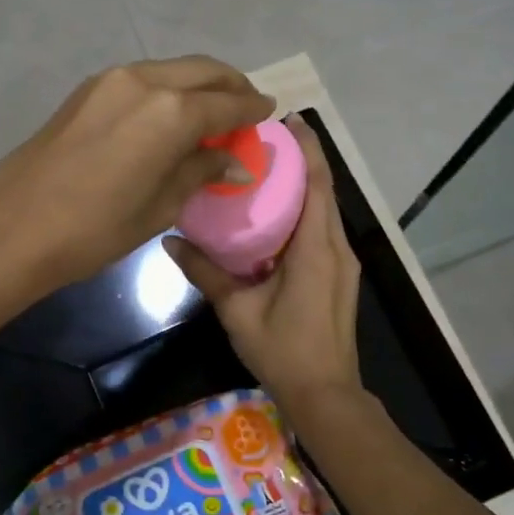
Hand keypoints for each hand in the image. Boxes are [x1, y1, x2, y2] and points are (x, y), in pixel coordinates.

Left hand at [0, 57, 274, 293]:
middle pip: (202, 71)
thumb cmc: (95, 228)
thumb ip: (200, 171)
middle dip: (230, 86)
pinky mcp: (87, 90)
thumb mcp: (159, 206)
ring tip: (212, 111)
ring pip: (170, 70)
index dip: (252, 110)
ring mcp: (111, 80)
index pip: (227, 104)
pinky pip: (142, 79)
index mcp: (171, 111)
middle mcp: (144, 81)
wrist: (14, 226)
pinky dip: (167, 89)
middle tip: (247, 106)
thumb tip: (235, 161)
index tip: (269, 111)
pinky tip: (170, 114)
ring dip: (197, 84)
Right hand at [163, 116, 362, 413]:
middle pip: (324, 191)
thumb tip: (170, 240)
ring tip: (267, 167)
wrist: (326, 395)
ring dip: (304, 185)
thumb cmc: (282, 350)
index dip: (307, 149)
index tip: (289, 119)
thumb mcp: (237, 310)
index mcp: (316, 249)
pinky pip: (323, 230)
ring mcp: (343, 263)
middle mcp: (337, 248)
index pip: (317, 184)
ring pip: (325, 210)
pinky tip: (276, 213)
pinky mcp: (340, 276)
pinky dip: (305, 211)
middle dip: (302, 160)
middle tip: (265, 138)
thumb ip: (206, 272)